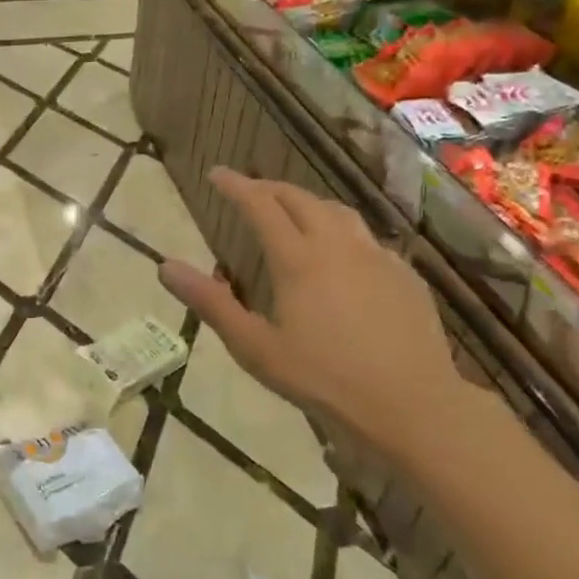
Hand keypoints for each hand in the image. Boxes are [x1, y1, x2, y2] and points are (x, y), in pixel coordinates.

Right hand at [157, 168, 469, 468]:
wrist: (412, 405)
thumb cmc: (324, 378)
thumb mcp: (255, 347)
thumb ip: (211, 303)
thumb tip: (165, 266)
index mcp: (297, 259)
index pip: (260, 205)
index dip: (235, 185)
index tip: (216, 174)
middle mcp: (337, 245)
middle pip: (299, 199)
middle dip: (269, 188)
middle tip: (249, 190)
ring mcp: (377, 256)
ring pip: (338, 211)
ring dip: (308, 203)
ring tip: (293, 211)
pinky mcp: (405, 274)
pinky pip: (367, 237)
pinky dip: (342, 231)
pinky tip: (342, 253)